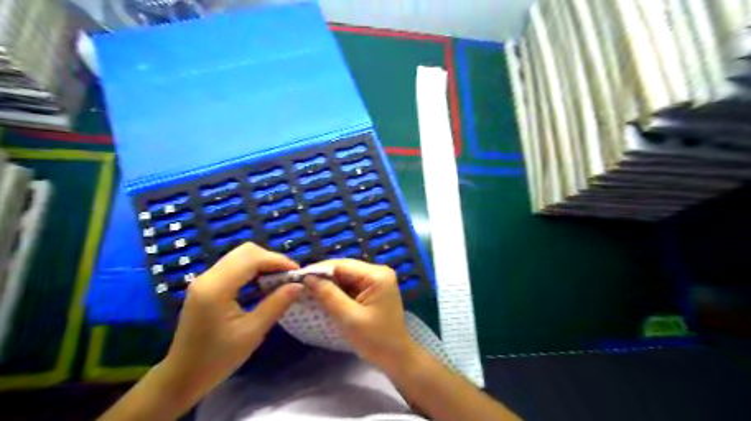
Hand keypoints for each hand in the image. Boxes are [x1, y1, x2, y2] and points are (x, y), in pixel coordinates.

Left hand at [159, 243, 300, 404]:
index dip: (278, 261)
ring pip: (240, 255)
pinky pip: (234, 265)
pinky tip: (263, 283)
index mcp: (216, 288)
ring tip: (280, 279)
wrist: (181, 377)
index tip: (298, 273)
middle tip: (289, 276)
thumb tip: (299, 285)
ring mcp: (204, 279)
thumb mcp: (252, 332)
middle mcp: (208, 277)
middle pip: (245, 251)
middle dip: (271, 259)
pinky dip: (253, 268)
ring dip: (263, 262)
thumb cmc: (217, 359)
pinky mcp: (206, 285)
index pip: (252, 258)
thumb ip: (276, 304)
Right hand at [304, 260, 416, 370]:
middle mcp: (378, 272)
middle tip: (299, 284)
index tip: (297, 276)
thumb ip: (328, 295)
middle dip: (322, 276)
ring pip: (345, 276)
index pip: (342, 265)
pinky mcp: (372, 289)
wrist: (395, 357)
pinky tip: (321, 295)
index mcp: (377, 275)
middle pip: (344, 268)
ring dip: (328, 283)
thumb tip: (307, 278)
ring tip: (306, 289)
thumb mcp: (349, 318)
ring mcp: (376, 280)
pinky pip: (350, 284)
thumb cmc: (375, 340)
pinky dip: (336, 290)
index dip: (319, 270)